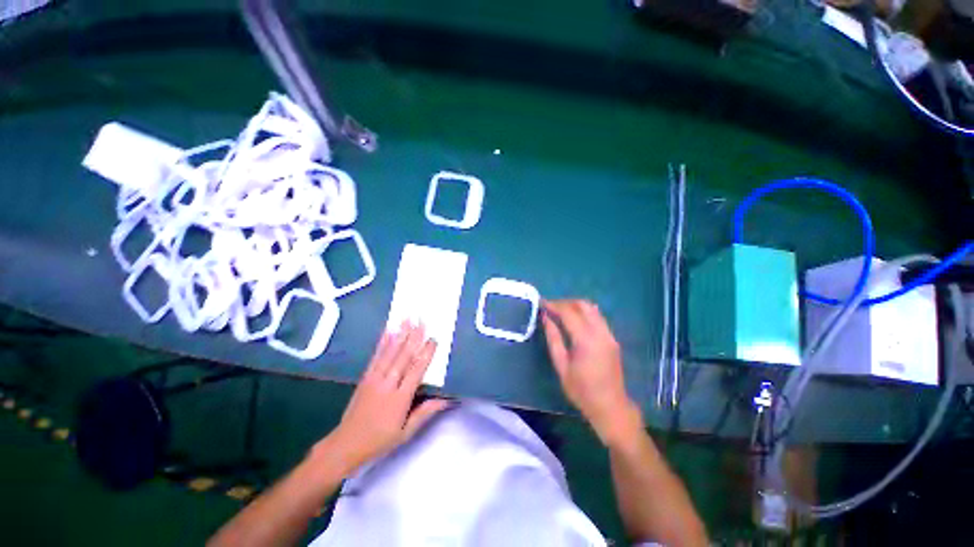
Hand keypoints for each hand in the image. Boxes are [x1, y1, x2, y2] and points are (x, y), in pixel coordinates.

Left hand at [322, 323, 450, 472]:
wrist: (346, 444)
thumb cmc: (380, 439)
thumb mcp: (406, 432)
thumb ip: (425, 412)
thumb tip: (446, 399)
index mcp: (400, 399)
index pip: (416, 371)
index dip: (425, 354)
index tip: (433, 339)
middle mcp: (387, 384)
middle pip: (403, 357)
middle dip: (413, 337)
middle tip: (421, 320)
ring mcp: (374, 379)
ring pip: (390, 353)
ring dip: (400, 334)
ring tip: (407, 320)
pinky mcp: (365, 377)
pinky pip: (376, 356)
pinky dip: (383, 342)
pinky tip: (388, 331)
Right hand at [542, 300, 641, 445]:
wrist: (611, 407)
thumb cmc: (582, 390)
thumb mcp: (561, 366)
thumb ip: (553, 339)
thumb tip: (546, 318)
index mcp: (586, 340)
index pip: (568, 312)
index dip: (553, 305)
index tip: (541, 303)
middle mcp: (601, 332)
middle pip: (583, 305)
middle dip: (565, 302)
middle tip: (550, 308)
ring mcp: (609, 335)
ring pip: (592, 309)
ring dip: (575, 306)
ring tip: (560, 312)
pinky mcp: (612, 339)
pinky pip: (597, 317)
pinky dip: (584, 313)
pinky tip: (574, 321)